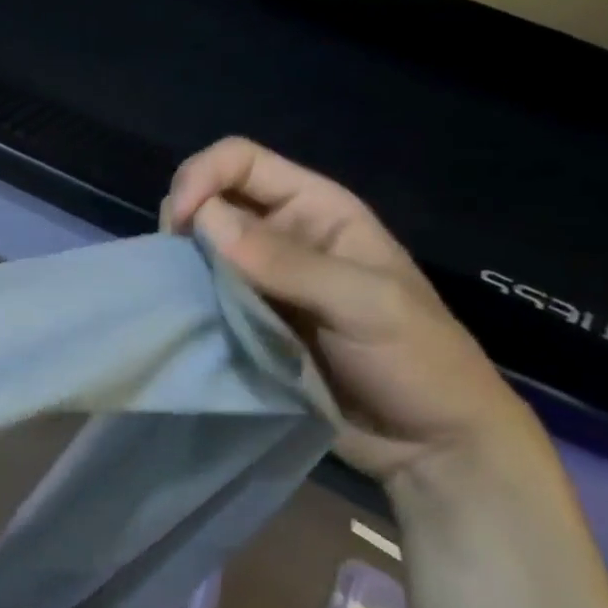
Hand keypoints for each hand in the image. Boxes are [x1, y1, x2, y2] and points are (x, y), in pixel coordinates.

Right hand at [162, 138, 549, 485]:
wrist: (430, 446)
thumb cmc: (419, 363)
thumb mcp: (367, 306)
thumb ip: (288, 262)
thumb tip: (204, 219)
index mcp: (317, 210)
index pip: (240, 161)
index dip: (201, 177)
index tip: (181, 224)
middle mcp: (280, 233)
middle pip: (207, 197)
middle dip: (182, 220)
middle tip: (178, 263)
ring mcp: (257, 277)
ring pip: (195, 245)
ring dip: (179, 261)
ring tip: (181, 293)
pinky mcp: (242, 317)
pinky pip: (197, 290)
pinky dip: (182, 296)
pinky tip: (184, 314)